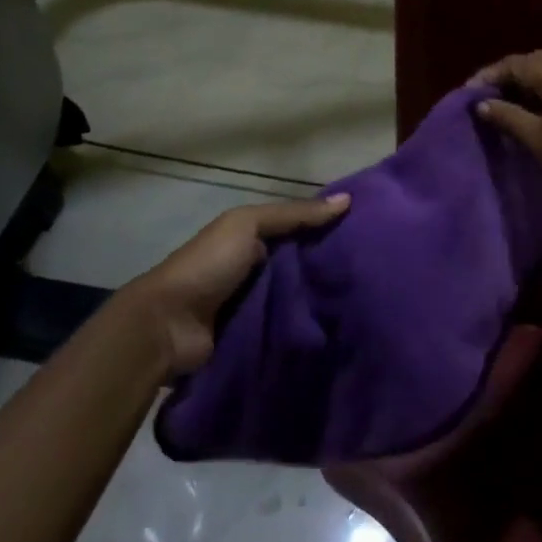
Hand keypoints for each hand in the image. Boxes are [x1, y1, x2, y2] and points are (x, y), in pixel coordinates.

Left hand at [136, 194, 349, 373]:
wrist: (167, 326)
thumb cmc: (207, 265)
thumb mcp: (247, 225)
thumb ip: (294, 214)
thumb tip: (348, 200)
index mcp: (251, 240)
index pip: (298, 231)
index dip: (327, 230)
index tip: (367, 234)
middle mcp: (255, 271)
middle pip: (300, 267)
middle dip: (329, 270)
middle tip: (373, 273)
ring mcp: (255, 307)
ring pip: (297, 300)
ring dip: (320, 303)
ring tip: (366, 304)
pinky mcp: (255, 340)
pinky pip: (287, 330)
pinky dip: (306, 330)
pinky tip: (340, 330)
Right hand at [471, 51, 541, 220]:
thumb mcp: (538, 138)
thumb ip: (508, 116)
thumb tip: (482, 104)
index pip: (515, 63)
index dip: (489, 76)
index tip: (468, 94)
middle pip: (535, 63)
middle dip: (508, 77)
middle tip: (486, 98)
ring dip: (528, 86)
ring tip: (507, 106)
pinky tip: (537, 112)